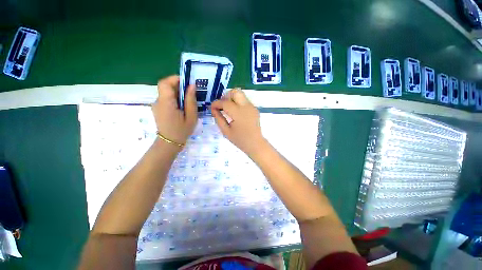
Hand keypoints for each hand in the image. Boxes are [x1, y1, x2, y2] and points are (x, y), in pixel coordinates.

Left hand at [151, 76, 197, 147]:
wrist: (170, 143)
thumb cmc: (182, 131)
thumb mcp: (191, 116)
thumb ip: (191, 100)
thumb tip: (192, 86)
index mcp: (166, 103)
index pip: (165, 83)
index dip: (175, 79)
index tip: (187, 83)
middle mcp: (158, 102)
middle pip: (166, 87)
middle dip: (179, 86)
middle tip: (191, 93)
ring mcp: (157, 105)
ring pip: (166, 92)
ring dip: (177, 93)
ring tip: (188, 101)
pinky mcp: (158, 108)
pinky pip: (166, 98)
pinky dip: (174, 98)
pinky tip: (182, 107)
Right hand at [211, 89, 266, 155]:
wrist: (255, 143)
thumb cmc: (240, 140)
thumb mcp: (226, 131)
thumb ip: (218, 119)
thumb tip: (213, 109)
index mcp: (239, 114)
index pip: (225, 103)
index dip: (216, 103)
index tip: (212, 107)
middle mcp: (246, 107)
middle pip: (235, 92)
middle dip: (226, 96)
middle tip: (222, 105)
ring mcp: (252, 107)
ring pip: (241, 94)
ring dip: (232, 98)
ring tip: (228, 109)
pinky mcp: (254, 109)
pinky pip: (244, 100)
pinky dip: (238, 102)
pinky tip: (235, 112)